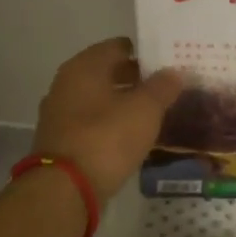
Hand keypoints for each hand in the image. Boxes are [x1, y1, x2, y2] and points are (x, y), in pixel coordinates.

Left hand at [32, 37, 184, 201]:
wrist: (64, 189)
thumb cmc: (106, 138)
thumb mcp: (144, 110)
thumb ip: (162, 87)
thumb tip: (175, 71)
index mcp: (84, 67)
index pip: (118, 47)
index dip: (145, 53)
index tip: (168, 63)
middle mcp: (67, 84)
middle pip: (107, 73)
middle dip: (136, 79)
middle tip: (168, 87)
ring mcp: (60, 113)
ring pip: (100, 99)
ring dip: (124, 103)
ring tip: (155, 112)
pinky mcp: (61, 140)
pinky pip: (92, 122)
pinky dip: (111, 124)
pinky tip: (132, 135)